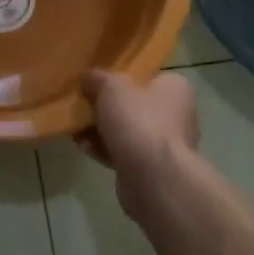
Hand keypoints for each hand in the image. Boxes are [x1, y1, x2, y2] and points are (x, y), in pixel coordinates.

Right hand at [78, 71, 198, 215]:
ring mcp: (165, 146)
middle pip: (136, 105)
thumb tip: (89, 78)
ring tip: (76, 128)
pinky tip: (83, 146)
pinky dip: (104, 150)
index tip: (100, 80)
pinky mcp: (152, 170)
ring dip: (101, 130)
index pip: (150, 76)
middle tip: (84, 104)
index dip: (124, 76)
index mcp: (175, 89)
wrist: (152, 177)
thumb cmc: (138, 120)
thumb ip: (98, 78)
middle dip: (108, 107)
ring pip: (127, 132)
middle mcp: (177, 116)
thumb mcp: (111, 86)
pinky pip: (123, 154)